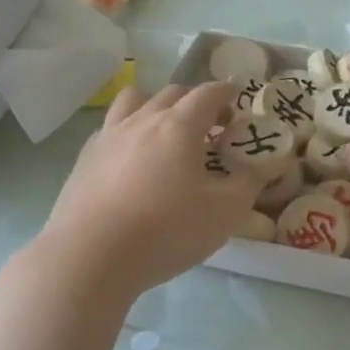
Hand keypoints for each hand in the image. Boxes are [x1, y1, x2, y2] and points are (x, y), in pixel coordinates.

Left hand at [36, 82, 259, 301]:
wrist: (89, 257)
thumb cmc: (165, 230)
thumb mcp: (224, 213)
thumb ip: (249, 184)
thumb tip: (264, 166)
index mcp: (179, 126)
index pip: (207, 93)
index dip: (226, 92)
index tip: (237, 97)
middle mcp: (142, 120)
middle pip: (172, 93)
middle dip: (196, 101)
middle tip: (211, 124)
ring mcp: (108, 136)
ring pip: (134, 101)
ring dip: (156, 106)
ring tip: (166, 131)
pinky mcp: (85, 158)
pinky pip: (111, 128)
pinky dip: (129, 131)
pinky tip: (133, 159)